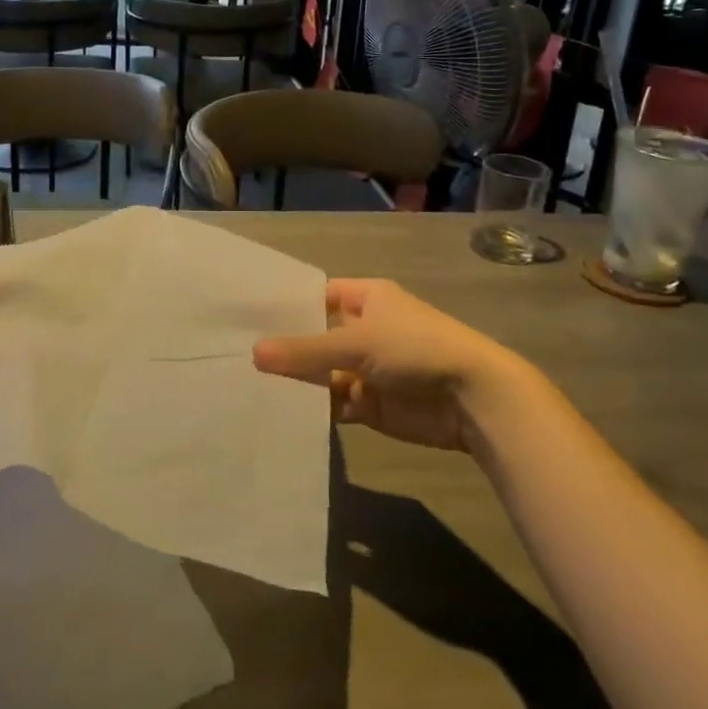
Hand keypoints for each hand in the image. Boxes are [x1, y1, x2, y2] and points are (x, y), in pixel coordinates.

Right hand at [253, 278, 529, 451]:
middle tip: (234, 354)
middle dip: (284, 347)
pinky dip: (312, 409)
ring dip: (295, 381)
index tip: (243, 316)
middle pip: (315, 337)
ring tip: (245, 385)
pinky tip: (279, 412)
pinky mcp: (370, 405)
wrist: (473, 400)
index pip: (315, 296)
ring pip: (321, 373)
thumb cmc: (415, 349)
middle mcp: (363, 330)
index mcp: (365, 299)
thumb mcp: (357, 343)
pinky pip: (333, 403)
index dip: (285, 306)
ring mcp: (366, 369)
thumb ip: (306, 352)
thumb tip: (254, 354)